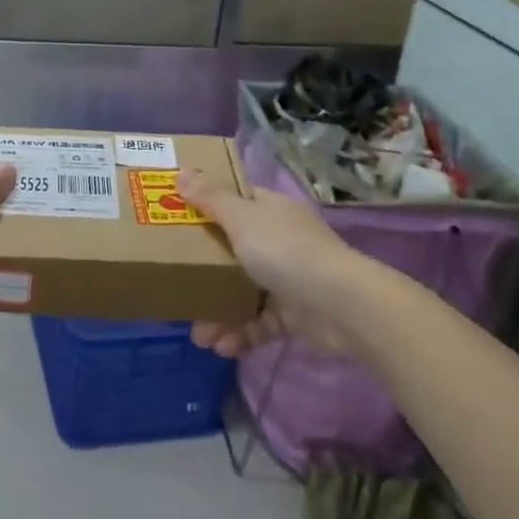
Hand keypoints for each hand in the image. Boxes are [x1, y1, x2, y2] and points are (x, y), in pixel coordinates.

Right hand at [176, 168, 354, 359]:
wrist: (342, 306)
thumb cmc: (286, 252)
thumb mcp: (242, 219)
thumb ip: (210, 199)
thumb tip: (181, 171)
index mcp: (269, 211)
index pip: (235, 200)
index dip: (206, 205)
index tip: (175, 215)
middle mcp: (279, 240)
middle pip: (233, 249)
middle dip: (204, 270)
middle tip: (177, 282)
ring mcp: (288, 279)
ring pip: (243, 291)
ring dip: (219, 313)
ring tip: (199, 335)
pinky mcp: (294, 315)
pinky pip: (259, 323)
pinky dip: (241, 334)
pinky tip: (222, 347)